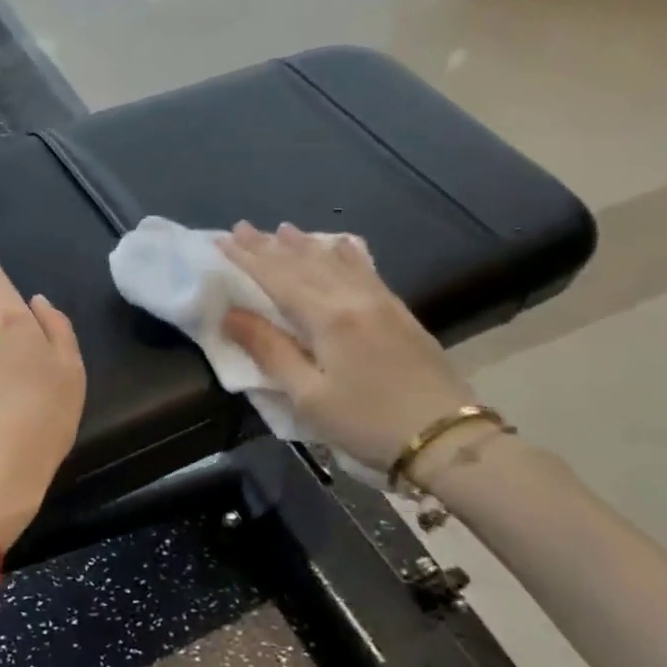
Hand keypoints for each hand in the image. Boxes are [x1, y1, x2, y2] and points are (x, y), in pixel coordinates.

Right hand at [218, 222, 476, 471]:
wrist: (446, 439)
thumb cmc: (367, 423)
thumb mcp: (309, 396)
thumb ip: (270, 351)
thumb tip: (231, 314)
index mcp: (328, 318)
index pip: (277, 278)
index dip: (247, 259)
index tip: (220, 240)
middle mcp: (354, 299)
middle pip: (303, 265)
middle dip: (269, 246)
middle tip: (241, 227)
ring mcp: (381, 303)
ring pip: (335, 263)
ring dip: (305, 245)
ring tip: (283, 229)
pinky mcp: (399, 314)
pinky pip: (366, 271)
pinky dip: (346, 255)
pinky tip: (341, 246)